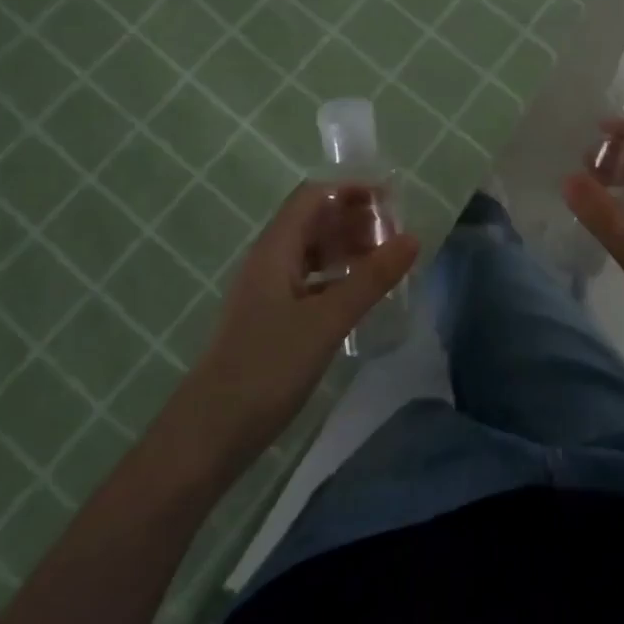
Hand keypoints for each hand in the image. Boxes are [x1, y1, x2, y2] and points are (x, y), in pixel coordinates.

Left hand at [183, 182, 418, 468]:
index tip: (392, 201)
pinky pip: (310, 281)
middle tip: (396, 235)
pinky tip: (360, 297)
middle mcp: (269, 261)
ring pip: (312, 252)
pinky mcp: (271, 319)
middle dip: (355, 219)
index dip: (352, 190)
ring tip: (386, 262)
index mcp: (275, 249)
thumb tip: (412, 237)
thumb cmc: (267, 367)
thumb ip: (371, 278)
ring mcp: (268, 291)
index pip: (314, 196)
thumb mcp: (327, 320)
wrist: (211, 433)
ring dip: (348, 248)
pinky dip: (338, 278)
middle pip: (314, 221)